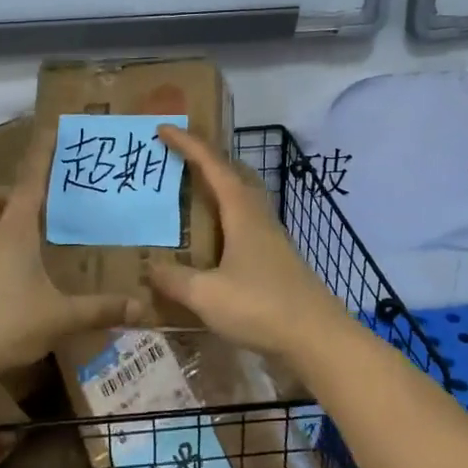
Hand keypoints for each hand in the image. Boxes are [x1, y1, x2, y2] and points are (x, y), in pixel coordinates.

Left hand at [0, 123, 141, 385]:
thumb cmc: (4, 323)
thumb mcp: (59, 317)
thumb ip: (99, 310)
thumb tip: (141, 307)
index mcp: (13, 234)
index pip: (29, 184)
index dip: (40, 156)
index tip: (50, 131)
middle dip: (3, 194)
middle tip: (32, 207)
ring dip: (0, 226)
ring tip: (34, 244)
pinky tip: (20, 281)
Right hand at [145, 126, 350, 361]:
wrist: (317, 339)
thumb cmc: (261, 307)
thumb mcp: (207, 295)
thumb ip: (175, 279)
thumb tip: (150, 268)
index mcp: (242, 212)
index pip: (212, 165)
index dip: (188, 144)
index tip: (164, 128)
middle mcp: (259, 217)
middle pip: (234, 174)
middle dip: (206, 160)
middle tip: (178, 158)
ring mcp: (271, 239)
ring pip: (242, 199)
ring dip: (218, 189)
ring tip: (191, 195)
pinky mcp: (276, 261)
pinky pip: (245, 225)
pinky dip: (225, 219)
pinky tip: (212, 241)